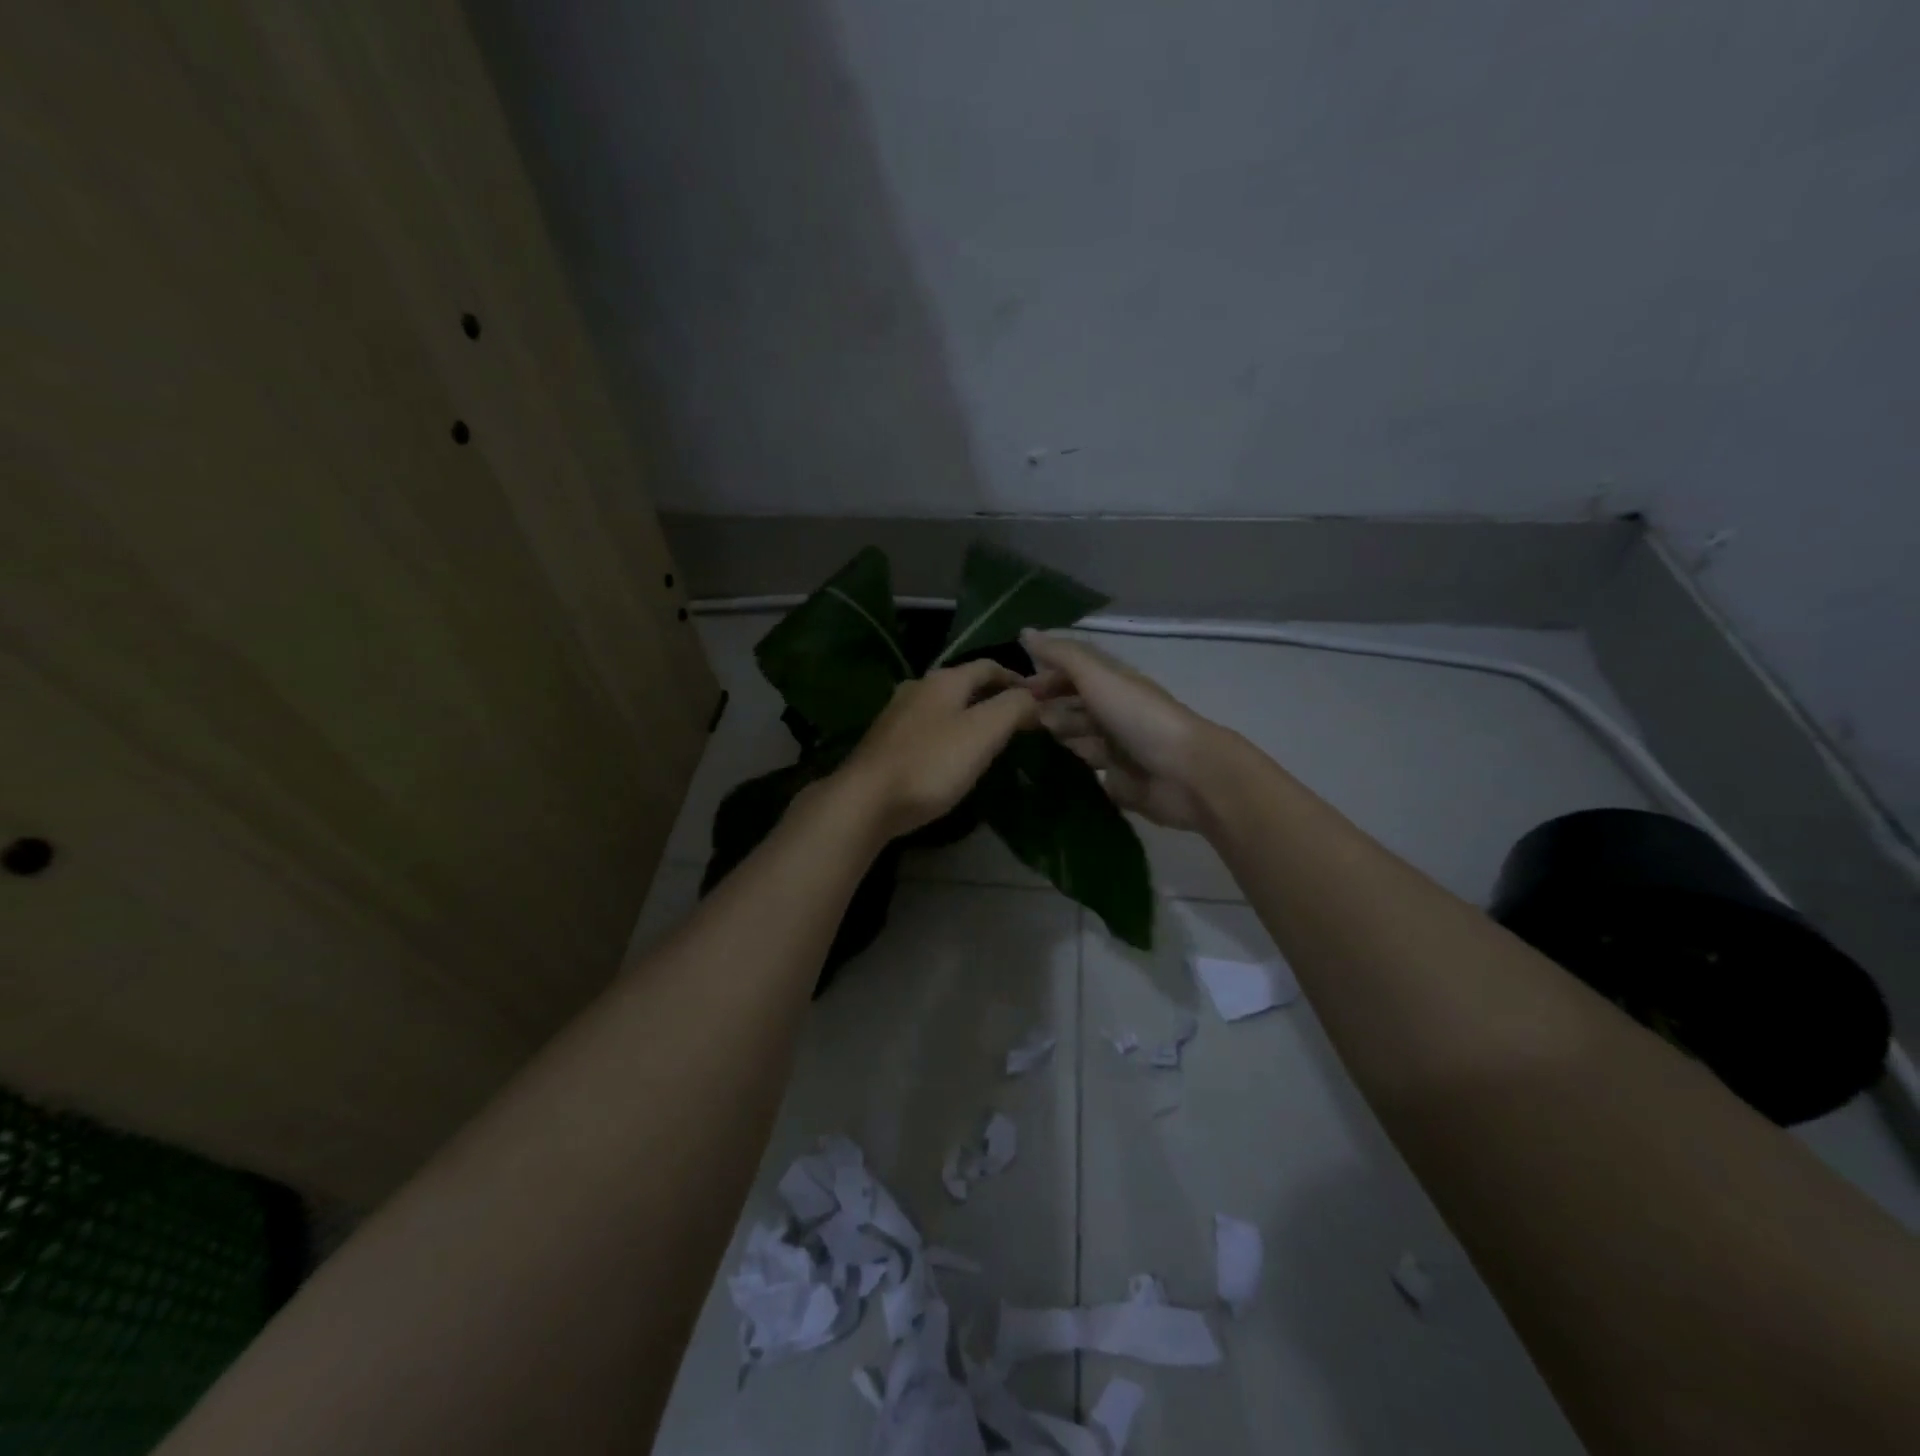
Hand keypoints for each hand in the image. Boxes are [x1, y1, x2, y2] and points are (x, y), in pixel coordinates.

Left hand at [835, 661, 1041, 839]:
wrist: (867, 801)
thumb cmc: (932, 763)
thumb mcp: (984, 732)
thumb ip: (1014, 707)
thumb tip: (1034, 697)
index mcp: (944, 680)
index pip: (989, 666)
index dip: (1017, 679)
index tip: (1039, 700)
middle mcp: (918, 687)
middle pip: (964, 684)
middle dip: (993, 698)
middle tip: (1018, 721)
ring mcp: (897, 714)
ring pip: (944, 707)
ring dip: (970, 717)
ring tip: (990, 740)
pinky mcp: (886, 742)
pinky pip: (927, 729)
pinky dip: (948, 735)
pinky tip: (952, 757)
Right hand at [1022, 630, 1220, 829]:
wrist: (1184, 774)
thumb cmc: (1139, 717)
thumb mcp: (1098, 677)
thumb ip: (1062, 655)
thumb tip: (1025, 632)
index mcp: (1113, 682)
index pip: (1073, 671)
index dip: (1045, 675)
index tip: (1012, 688)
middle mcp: (1113, 711)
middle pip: (1073, 704)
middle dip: (1045, 706)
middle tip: (1013, 718)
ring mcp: (1116, 747)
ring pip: (1077, 735)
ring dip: (1054, 735)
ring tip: (1022, 741)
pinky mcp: (1116, 780)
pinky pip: (1085, 769)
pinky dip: (1067, 765)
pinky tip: (1041, 768)